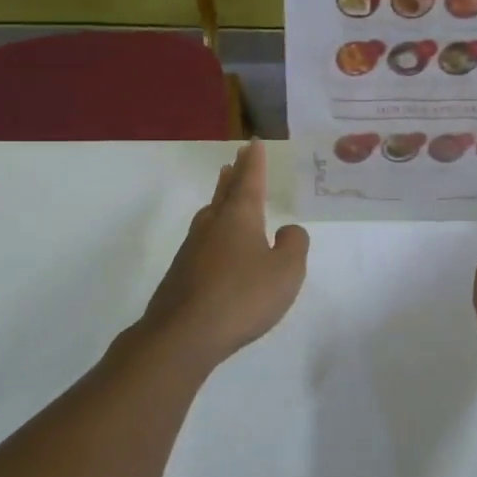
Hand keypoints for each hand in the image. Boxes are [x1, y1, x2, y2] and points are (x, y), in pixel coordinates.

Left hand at [132, 141, 309, 371]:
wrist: (183, 334)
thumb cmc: (242, 297)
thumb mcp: (286, 272)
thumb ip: (294, 245)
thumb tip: (287, 230)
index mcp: (240, 217)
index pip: (249, 181)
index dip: (254, 162)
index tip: (253, 143)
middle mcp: (213, 225)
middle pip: (225, 192)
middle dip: (234, 175)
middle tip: (236, 159)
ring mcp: (192, 248)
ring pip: (210, 214)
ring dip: (220, 199)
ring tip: (225, 193)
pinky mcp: (182, 273)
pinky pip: (203, 240)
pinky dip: (214, 230)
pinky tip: (217, 245)